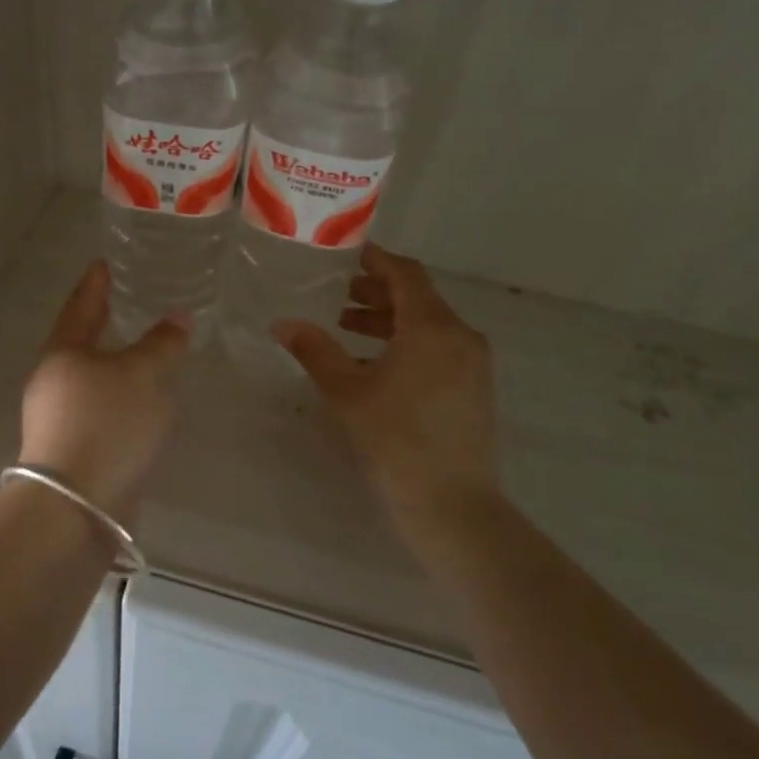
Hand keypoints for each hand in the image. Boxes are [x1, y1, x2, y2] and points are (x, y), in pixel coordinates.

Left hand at [19, 260, 190, 516]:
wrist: (76, 505)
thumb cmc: (106, 424)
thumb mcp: (143, 376)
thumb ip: (162, 344)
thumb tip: (178, 317)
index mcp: (63, 353)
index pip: (80, 305)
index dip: (95, 283)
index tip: (103, 263)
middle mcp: (53, 381)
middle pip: (80, 342)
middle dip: (102, 323)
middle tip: (124, 302)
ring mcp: (57, 418)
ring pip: (91, 379)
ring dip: (114, 364)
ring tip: (143, 353)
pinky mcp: (72, 449)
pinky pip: (100, 410)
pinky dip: (120, 398)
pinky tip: (142, 403)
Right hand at [274, 243, 499, 556]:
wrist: (452, 504)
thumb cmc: (395, 439)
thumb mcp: (346, 392)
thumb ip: (315, 350)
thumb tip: (282, 322)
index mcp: (432, 326)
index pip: (406, 274)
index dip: (375, 260)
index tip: (346, 255)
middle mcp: (461, 335)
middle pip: (418, 298)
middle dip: (377, 293)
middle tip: (337, 295)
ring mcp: (473, 363)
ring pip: (429, 325)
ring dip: (389, 320)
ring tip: (348, 328)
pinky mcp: (475, 387)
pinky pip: (440, 348)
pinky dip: (408, 343)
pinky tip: (376, 364)